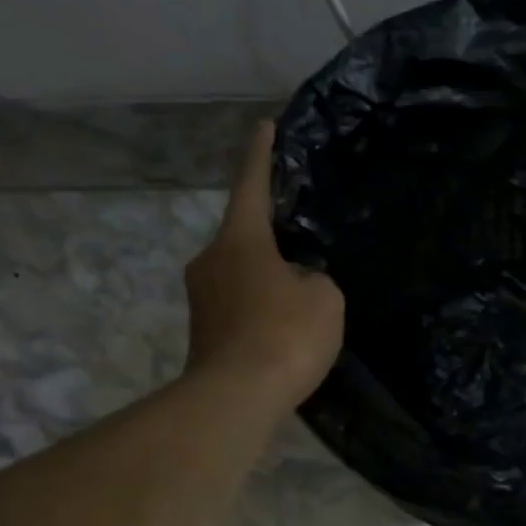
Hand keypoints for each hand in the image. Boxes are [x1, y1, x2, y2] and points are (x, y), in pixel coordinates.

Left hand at [184, 122, 343, 409]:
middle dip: (273, 240)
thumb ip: (314, 278)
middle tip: (304, 250)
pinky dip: (261, 310)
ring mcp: (201, 298)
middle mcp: (211, 260)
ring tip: (301, 300)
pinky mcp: (203, 332)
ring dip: (268, 280)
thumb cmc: (284, 335)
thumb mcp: (324, 298)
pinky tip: (284, 330)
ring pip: (242, 275)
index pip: (251, 186)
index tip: (264, 126)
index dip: (261, 156)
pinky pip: (239, 306)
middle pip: (246, 237)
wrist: (236, 398)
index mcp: (240, 241)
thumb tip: (296, 282)